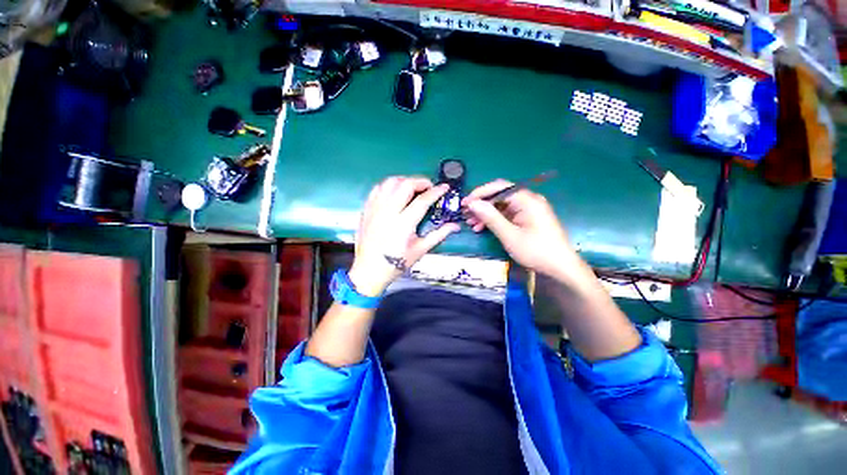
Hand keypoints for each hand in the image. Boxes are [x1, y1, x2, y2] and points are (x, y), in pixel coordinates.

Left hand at [349, 176, 460, 296]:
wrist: (369, 270)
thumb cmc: (396, 263)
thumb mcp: (420, 249)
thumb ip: (439, 234)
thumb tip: (455, 226)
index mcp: (403, 224)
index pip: (423, 200)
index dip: (436, 191)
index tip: (444, 188)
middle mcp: (388, 212)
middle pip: (405, 185)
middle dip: (421, 181)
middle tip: (428, 187)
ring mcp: (375, 209)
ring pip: (390, 182)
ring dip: (404, 180)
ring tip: (412, 188)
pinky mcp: (367, 209)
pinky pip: (377, 188)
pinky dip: (389, 186)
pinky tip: (395, 192)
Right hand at [463, 180, 578, 277]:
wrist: (560, 268)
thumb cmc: (536, 251)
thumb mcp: (509, 235)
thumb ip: (490, 217)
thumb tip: (473, 203)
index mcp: (527, 200)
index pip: (499, 187)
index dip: (480, 193)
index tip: (465, 203)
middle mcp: (528, 200)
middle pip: (499, 196)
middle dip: (481, 205)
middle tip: (466, 215)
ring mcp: (529, 209)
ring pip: (501, 206)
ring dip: (486, 214)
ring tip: (472, 224)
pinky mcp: (528, 218)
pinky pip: (507, 214)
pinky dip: (495, 220)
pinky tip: (483, 228)